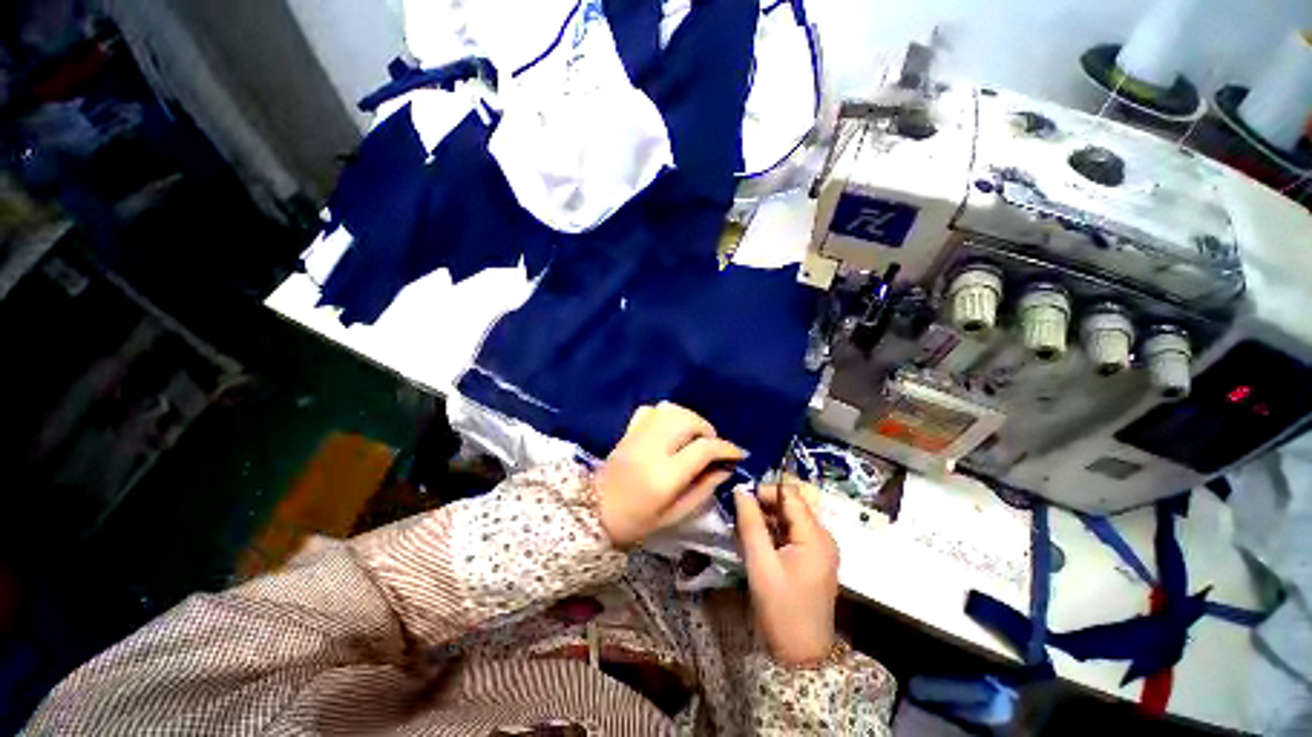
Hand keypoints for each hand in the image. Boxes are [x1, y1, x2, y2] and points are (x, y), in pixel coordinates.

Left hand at [595, 402, 744, 547]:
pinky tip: (670, 429)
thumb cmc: (637, 522)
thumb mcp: (675, 515)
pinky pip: (651, 410)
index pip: (703, 449)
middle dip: (707, 429)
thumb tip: (725, 468)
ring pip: (671, 409)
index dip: (726, 448)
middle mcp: (651, 448)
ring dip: (689, 418)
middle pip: (687, 421)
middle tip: (711, 445)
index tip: (738, 453)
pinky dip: (666, 415)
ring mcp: (637, 436)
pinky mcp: (627, 431)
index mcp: (664, 475)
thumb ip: (703, 489)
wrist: (594, 513)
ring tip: (693, 436)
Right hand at [735, 484, 839, 666]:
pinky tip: (758, 544)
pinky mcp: (814, 560)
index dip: (764, 491)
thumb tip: (740, 490)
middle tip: (739, 517)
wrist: (801, 656)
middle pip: (791, 506)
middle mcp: (823, 537)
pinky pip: (792, 534)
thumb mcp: (760, 563)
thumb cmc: (781, 609)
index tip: (740, 500)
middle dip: (764, 506)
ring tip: (745, 531)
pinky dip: (774, 533)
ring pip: (790, 519)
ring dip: (767, 520)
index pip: (790, 495)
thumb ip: (750, 523)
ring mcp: (820, 549)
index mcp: (815, 536)